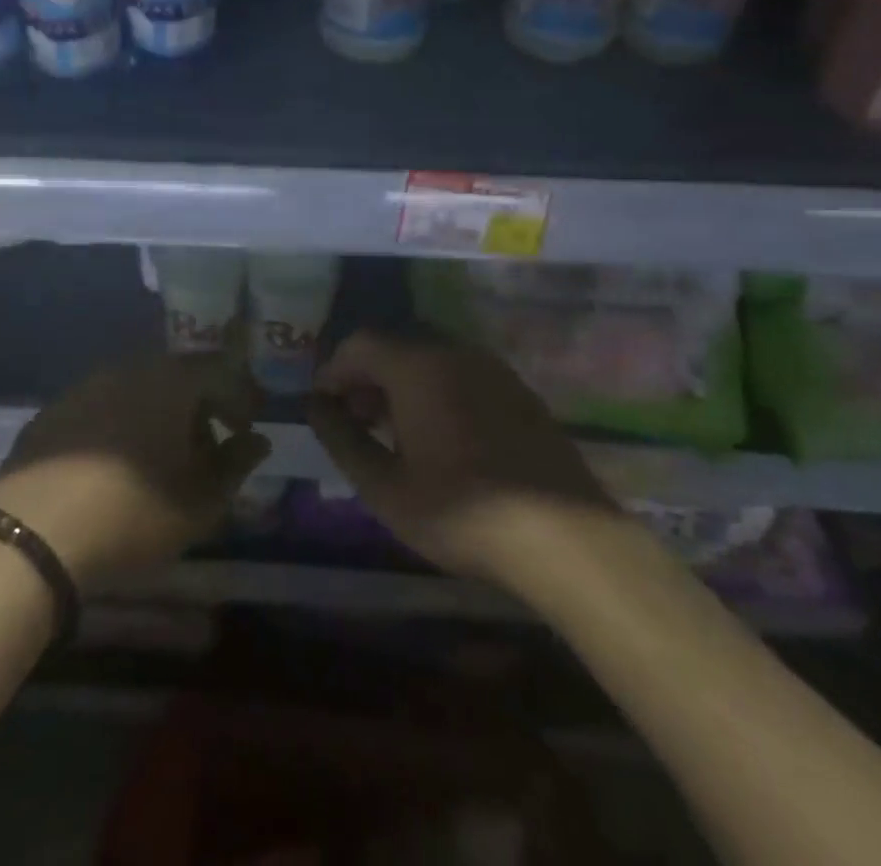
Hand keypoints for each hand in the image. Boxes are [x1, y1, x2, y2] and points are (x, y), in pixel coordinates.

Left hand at [0, 351, 270, 591]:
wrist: (34, 534)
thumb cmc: (133, 513)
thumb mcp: (200, 502)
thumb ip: (236, 465)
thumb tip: (257, 441)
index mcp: (171, 380)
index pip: (220, 371)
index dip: (238, 398)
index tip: (243, 431)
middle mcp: (130, 368)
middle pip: (177, 377)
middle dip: (197, 408)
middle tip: (204, 450)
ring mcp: (86, 385)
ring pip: (137, 389)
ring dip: (157, 416)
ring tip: (158, 461)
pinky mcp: (54, 409)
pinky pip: (101, 406)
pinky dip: (118, 425)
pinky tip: (112, 466)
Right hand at [307, 332, 611, 587]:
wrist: (564, 535)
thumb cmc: (462, 511)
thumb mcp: (385, 487)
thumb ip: (342, 439)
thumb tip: (316, 407)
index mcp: (417, 365)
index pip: (359, 344)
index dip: (333, 371)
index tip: (324, 407)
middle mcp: (454, 351)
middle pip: (395, 345)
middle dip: (366, 376)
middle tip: (357, 421)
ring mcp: (491, 367)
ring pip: (430, 357)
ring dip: (401, 383)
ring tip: (394, 431)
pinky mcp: (518, 389)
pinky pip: (461, 373)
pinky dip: (436, 389)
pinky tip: (440, 435)